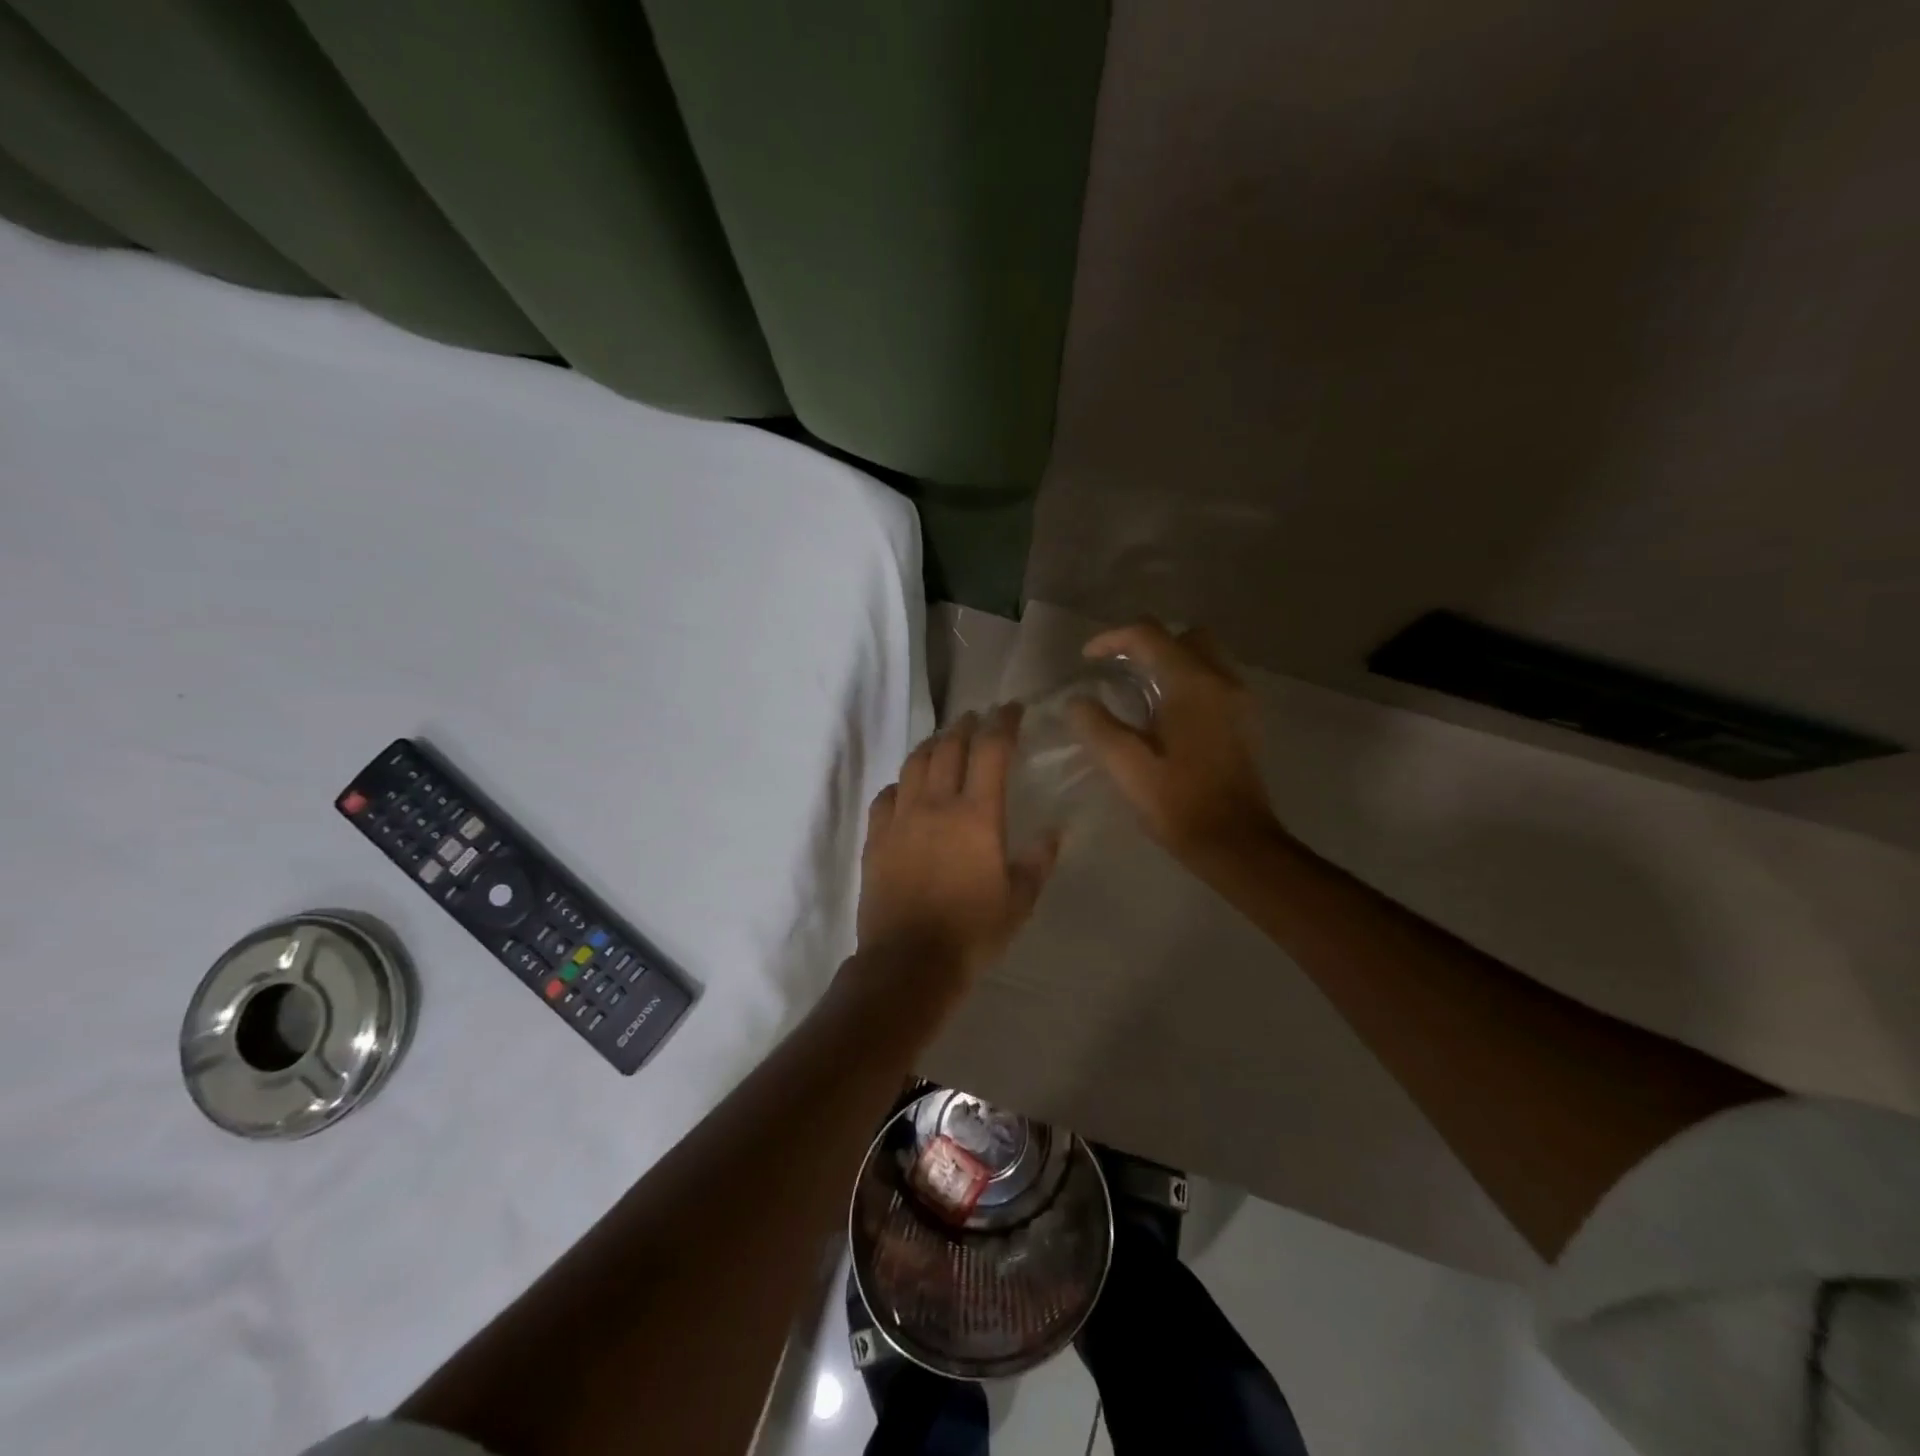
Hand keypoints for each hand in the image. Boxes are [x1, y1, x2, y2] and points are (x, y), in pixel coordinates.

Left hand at [852, 706, 1058, 988]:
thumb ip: (1037, 861)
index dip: (1003, 723)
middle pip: (949, 747)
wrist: (909, 962)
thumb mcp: (1019, 901)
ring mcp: (901, 818)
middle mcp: (936, 804)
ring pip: (914, 764)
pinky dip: (901, 783)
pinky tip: (906, 787)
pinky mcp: (876, 838)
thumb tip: (1055, 831)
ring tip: (944, 740)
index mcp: (977, 815)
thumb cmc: (972, 932)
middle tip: (978, 718)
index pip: (991, 751)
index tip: (1012, 708)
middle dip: (966, 725)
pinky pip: (886, 796)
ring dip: (933, 745)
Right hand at [1069, 621, 1281, 867]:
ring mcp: (1239, 700)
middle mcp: (1222, 680)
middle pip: (1185, 636)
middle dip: (1149, 643)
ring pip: (1204, 656)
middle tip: (1119, 668)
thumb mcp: (1126, 766)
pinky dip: (1187, 680)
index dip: (1113, 639)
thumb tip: (1077, 702)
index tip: (1087, 658)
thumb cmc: (1178, 803)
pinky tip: (1164, 714)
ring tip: (1137, 690)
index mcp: (1192, 684)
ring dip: (1170, 661)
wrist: (1235, 843)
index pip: (1150, 635)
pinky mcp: (1245, 720)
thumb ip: (1097, 726)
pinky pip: (1214, 680)